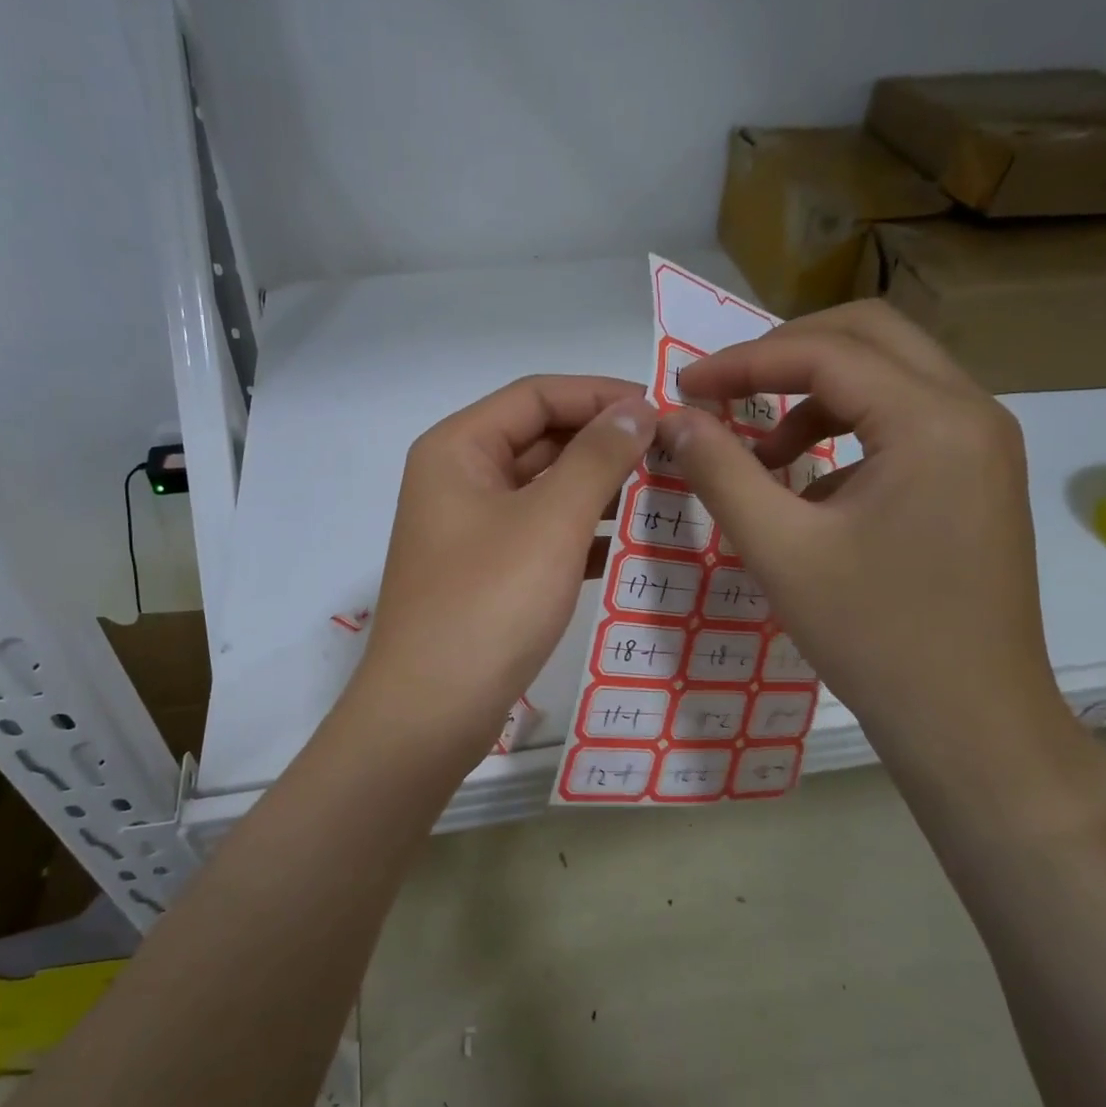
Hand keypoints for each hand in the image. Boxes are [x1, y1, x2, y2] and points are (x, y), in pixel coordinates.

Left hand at [357, 375, 655, 756]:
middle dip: (604, 444)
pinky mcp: (487, 573)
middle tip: (674, 454)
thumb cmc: (488, 603)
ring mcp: (471, 530)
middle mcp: (459, 480)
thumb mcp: (550, 521)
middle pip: (540, 439)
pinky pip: (542, 535)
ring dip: (600, 490)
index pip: (536, 395)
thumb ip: (598, 457)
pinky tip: (632, 546)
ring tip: (665, 494)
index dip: (600, 395)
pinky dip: (583, 535)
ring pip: (545, 490)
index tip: (663, 411)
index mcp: (458, 449)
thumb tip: (637, 408)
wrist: (431, 711)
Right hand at [661, 300, 1066, 772]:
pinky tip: (811, 488)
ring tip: (762, 455)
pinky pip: (906, 420)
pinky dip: (847, 429)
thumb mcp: (779, 550)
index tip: (684, 389)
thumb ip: (720, 472)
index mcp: (931, 420)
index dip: (743, 362)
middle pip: (869, 337)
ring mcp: (983, 444)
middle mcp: (971, 412)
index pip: (825, 352)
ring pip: (890, 376)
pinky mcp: (978, 477)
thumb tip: (673, 419)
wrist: (969, 721)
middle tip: (725, 393)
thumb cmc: (873, 636)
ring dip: (816, 394)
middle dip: (785, 355)